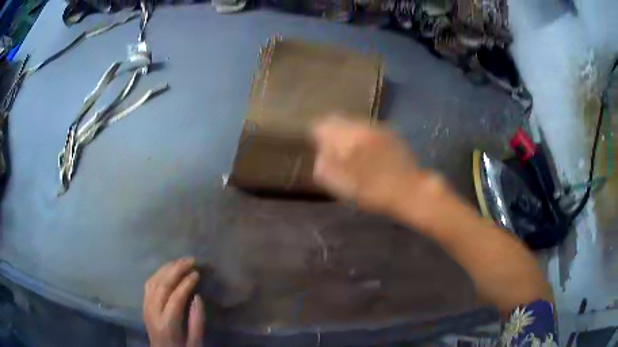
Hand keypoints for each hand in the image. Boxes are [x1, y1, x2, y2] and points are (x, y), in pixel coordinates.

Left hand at [143, 257, 205, 346]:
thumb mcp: (195, 342)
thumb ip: (197, 321)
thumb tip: (198, 297)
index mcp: (167, 323)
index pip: (175, 298)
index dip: (186, 284)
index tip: (197, 273)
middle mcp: (153, 311)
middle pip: (162, 285)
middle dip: (176, 270)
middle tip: (190, 260)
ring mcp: (146, 306)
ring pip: (154, 281)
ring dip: (167, 268)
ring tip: (180, 260)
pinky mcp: (144, 303)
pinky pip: (149, 284)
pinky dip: (158, 273)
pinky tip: (166, 269)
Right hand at [312, 116, 424, 214]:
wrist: (409, 191)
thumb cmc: (373, 193)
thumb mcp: (341, 185)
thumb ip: (324, 166)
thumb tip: (319, 152)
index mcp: (347, 139)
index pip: (321, 125)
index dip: (316, 136)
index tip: (317, 147)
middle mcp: (361, 127)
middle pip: (336, 119)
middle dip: (331, 132)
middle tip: (332, 150)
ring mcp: (376, 127)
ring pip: (352, 122)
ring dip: (346, 133)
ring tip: (350, 152)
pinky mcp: (388, 131)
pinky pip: (366, 128)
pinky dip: (360, 136)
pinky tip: (367, 152)